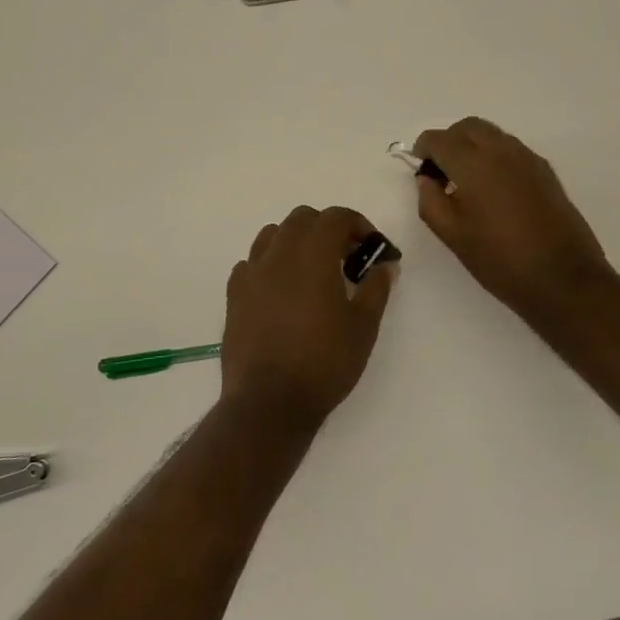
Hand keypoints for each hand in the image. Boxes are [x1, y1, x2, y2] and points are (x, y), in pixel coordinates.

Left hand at [222, 205, 395, 431]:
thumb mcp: (364, 327)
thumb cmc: (324, 362)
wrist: (268, 402)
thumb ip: (376, 288)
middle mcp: (279, 253)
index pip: (336, 217)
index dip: (358, 224)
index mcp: (313, 254)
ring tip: (312, 271)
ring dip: (296, 241)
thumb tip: (385, 265)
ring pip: (273, 234)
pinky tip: (281, 291)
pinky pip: (252, 263)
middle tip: (346, 258)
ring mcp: (252, 272)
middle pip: (303, 219)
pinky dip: (270, 265)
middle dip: (327, 229)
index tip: (372, 247)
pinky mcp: (234, 294)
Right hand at [414, 118, 613, 321]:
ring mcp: (528, 158)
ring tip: (467, 180)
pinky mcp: (546, 171)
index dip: (423, 149)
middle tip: (441, 170)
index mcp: (473, 164)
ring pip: (492, 134)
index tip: (420, 167)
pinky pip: (512, 149)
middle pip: (468, 127)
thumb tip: (426, 179)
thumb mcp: (453, 236)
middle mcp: (501, 151)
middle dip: (449, 140)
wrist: (564, 279)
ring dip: (473, 145)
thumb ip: (430, 201)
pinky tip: (494, 188)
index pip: (440, 139)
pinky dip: (495, 155)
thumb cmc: (500, 260)